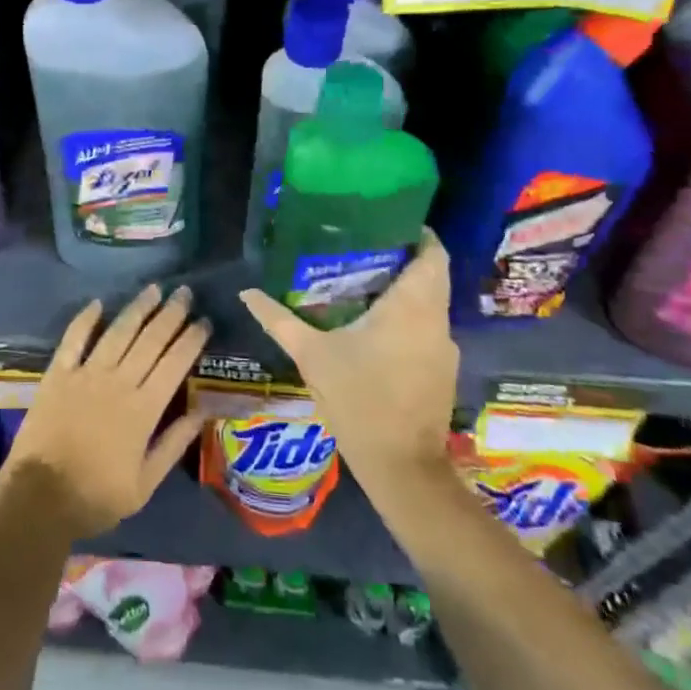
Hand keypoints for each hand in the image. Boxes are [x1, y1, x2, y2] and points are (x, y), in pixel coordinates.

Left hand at [1, 284, 207, 539]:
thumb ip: (174, 444)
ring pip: (117, 332)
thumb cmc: (97, 496)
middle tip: (184, 293)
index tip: (204, 321)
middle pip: (150, 340)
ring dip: (137, 309)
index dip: (191, 340)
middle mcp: (118, 382)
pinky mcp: (58, 374)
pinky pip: (73, 339)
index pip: (175, 364)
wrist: (40, 498)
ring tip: (153, 289)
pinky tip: (98, 303)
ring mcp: (86, 374)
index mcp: (144, 409)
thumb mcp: (145, 483)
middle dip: (170, 314)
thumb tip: (203, 411)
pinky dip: (85, 319)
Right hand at [238, 231, 457, 490]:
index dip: (417, 234)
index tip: (387, 223)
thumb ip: (279, 319)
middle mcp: (436, 321)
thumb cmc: (358, 399)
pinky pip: (429, 327)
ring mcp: (444, 347)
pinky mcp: (443, 370)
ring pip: (432, 303)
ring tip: (365, 280)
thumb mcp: (311, 355)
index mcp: (411, 307)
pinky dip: (410, 316)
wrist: (400, 466)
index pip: (432, 254)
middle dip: (405, 258)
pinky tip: (377, 324)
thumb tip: (246, 292)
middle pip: (432, 275)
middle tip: (365, 247)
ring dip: (407, 289)